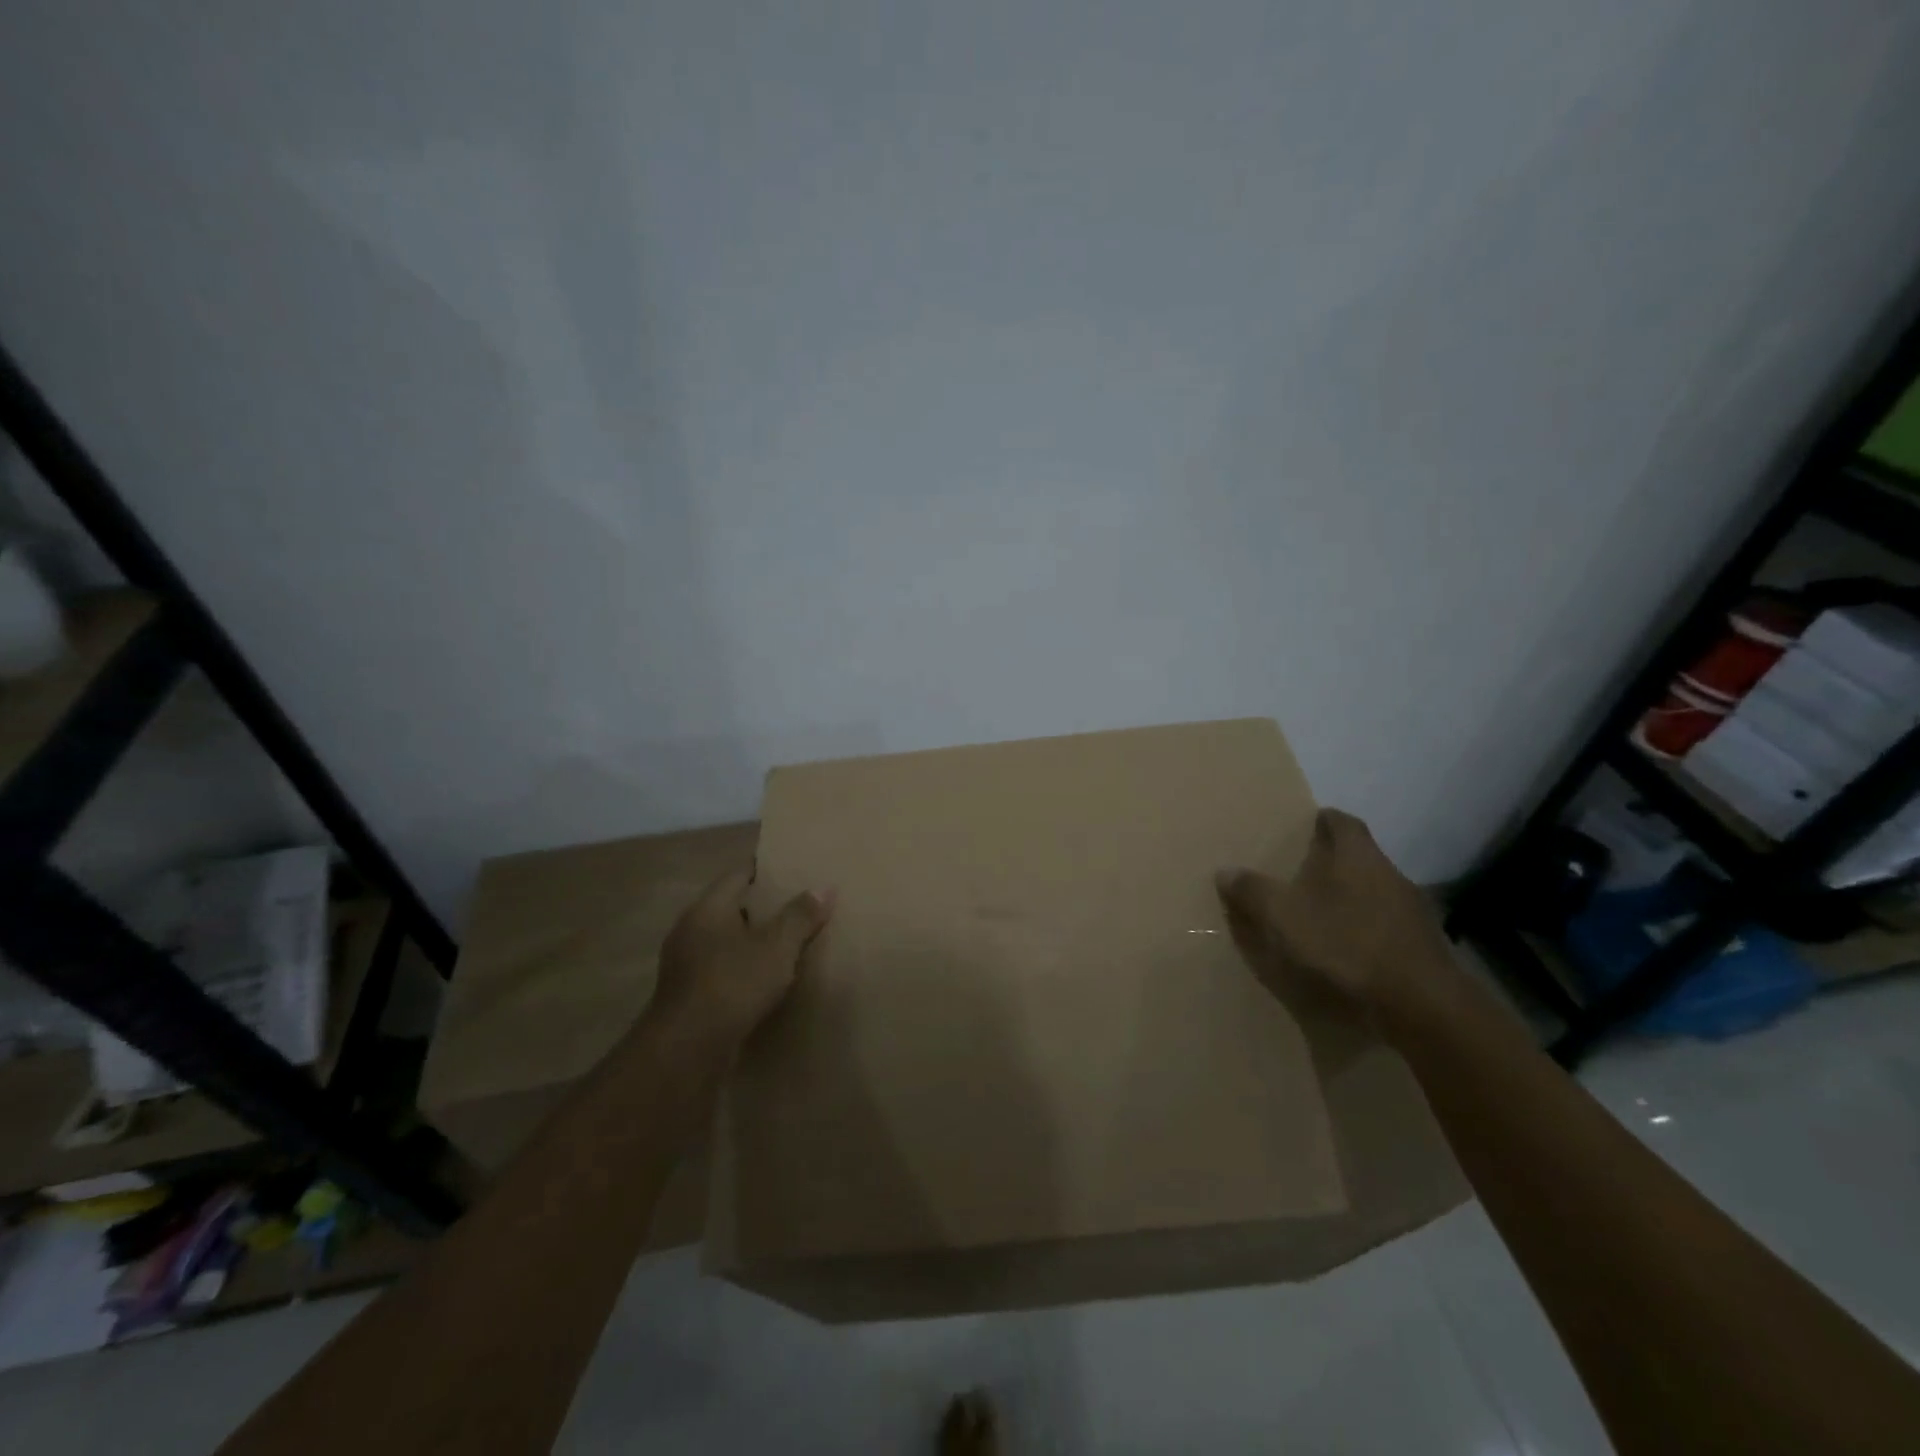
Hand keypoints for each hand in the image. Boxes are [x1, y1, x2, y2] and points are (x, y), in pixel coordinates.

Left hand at [645, 870, 832, 1054]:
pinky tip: (766, 979)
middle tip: (799, 905)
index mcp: (708, 908)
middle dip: (763, 906)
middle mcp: (690, 929)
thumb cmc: (732, 984)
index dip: (767, 869)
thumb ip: (800, 916)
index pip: (739, 874)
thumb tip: (825, 887)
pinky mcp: (687, 994)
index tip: (793, 869)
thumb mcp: (777, 947)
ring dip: (752, 940)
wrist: (686, 1050)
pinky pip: (721, 968)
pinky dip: (742, 967)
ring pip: (725, 940)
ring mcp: (684, 963)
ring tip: (787, 942)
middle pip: (731, 906)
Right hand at [1214, 809, 1448, 1017]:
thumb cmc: (1345, 943)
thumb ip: (1253, 891)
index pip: (1342, 821)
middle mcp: (1389, 873)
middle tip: (1300, 871)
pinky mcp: (1422, 945)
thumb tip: (1225, 870)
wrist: (1419, 1003)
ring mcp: (1412, 910)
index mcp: (1357, 855)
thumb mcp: (1283, 915)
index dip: (1322, 820)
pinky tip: (1347, 948)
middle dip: (1332, 861)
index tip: (1304, 826)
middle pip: (1359, 856)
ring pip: (1374, 890)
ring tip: (1320, 912)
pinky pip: (1385, 924)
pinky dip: (1365, 928)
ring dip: (1349, 897)